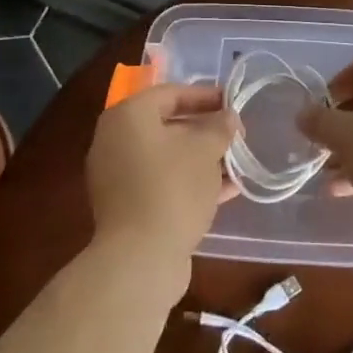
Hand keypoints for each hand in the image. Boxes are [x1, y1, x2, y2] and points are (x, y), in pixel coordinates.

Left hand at [85, 83, 239, 302]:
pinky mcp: (127, 207)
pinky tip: (226, 191)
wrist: (140, 259)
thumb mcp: (205, 150)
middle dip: (205, 130)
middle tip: (235, 135)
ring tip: (236, 163)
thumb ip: (220, 127)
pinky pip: (162, 183)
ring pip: (167, 157)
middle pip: (167, 125)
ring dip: (202, 159)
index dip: (204, 96)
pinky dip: (190, 182)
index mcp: (128, 117)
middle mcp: (115, 141)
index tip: (232, 103)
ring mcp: (118, 176)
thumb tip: (228, 118)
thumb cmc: (172, 188)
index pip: (170, 94)